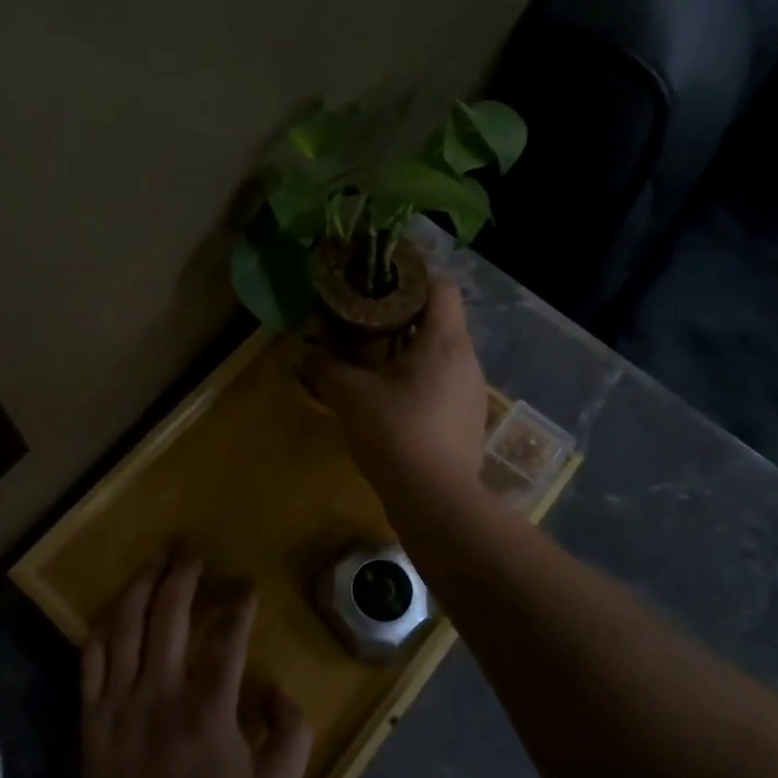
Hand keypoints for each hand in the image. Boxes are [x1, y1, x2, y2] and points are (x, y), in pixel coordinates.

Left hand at [81, 558, 312, 777]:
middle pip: (169, 614)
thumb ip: (292, 735)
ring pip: (127, 627)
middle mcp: (162, 692)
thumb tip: (277, 690)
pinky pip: (92, 661)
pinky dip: (103, 629)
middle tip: (192, 548)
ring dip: (142, 587)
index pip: (226, 637)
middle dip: (183, 574)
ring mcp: (121, 703)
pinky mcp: (93, 719)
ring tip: (155, 561)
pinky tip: (115, 611)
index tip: (246, 586)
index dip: (239, 605)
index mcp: (209, 707)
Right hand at [309, 277, 488, 498]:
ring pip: (442, 354)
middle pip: (440, 320)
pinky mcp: (469, 419)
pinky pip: (445, 384)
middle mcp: (467, 359)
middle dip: (403, 317)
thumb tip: (304, 352)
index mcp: (445, 341)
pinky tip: (394, 401)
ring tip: (375, 362)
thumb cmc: (395, 433)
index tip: (379, 283)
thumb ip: (325, 367)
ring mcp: (473, 391)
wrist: (435, 499)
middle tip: (366, 323)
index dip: (411, 277)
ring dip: (411, 352)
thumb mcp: (350, 396)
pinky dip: (421, 381)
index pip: (440, 286)